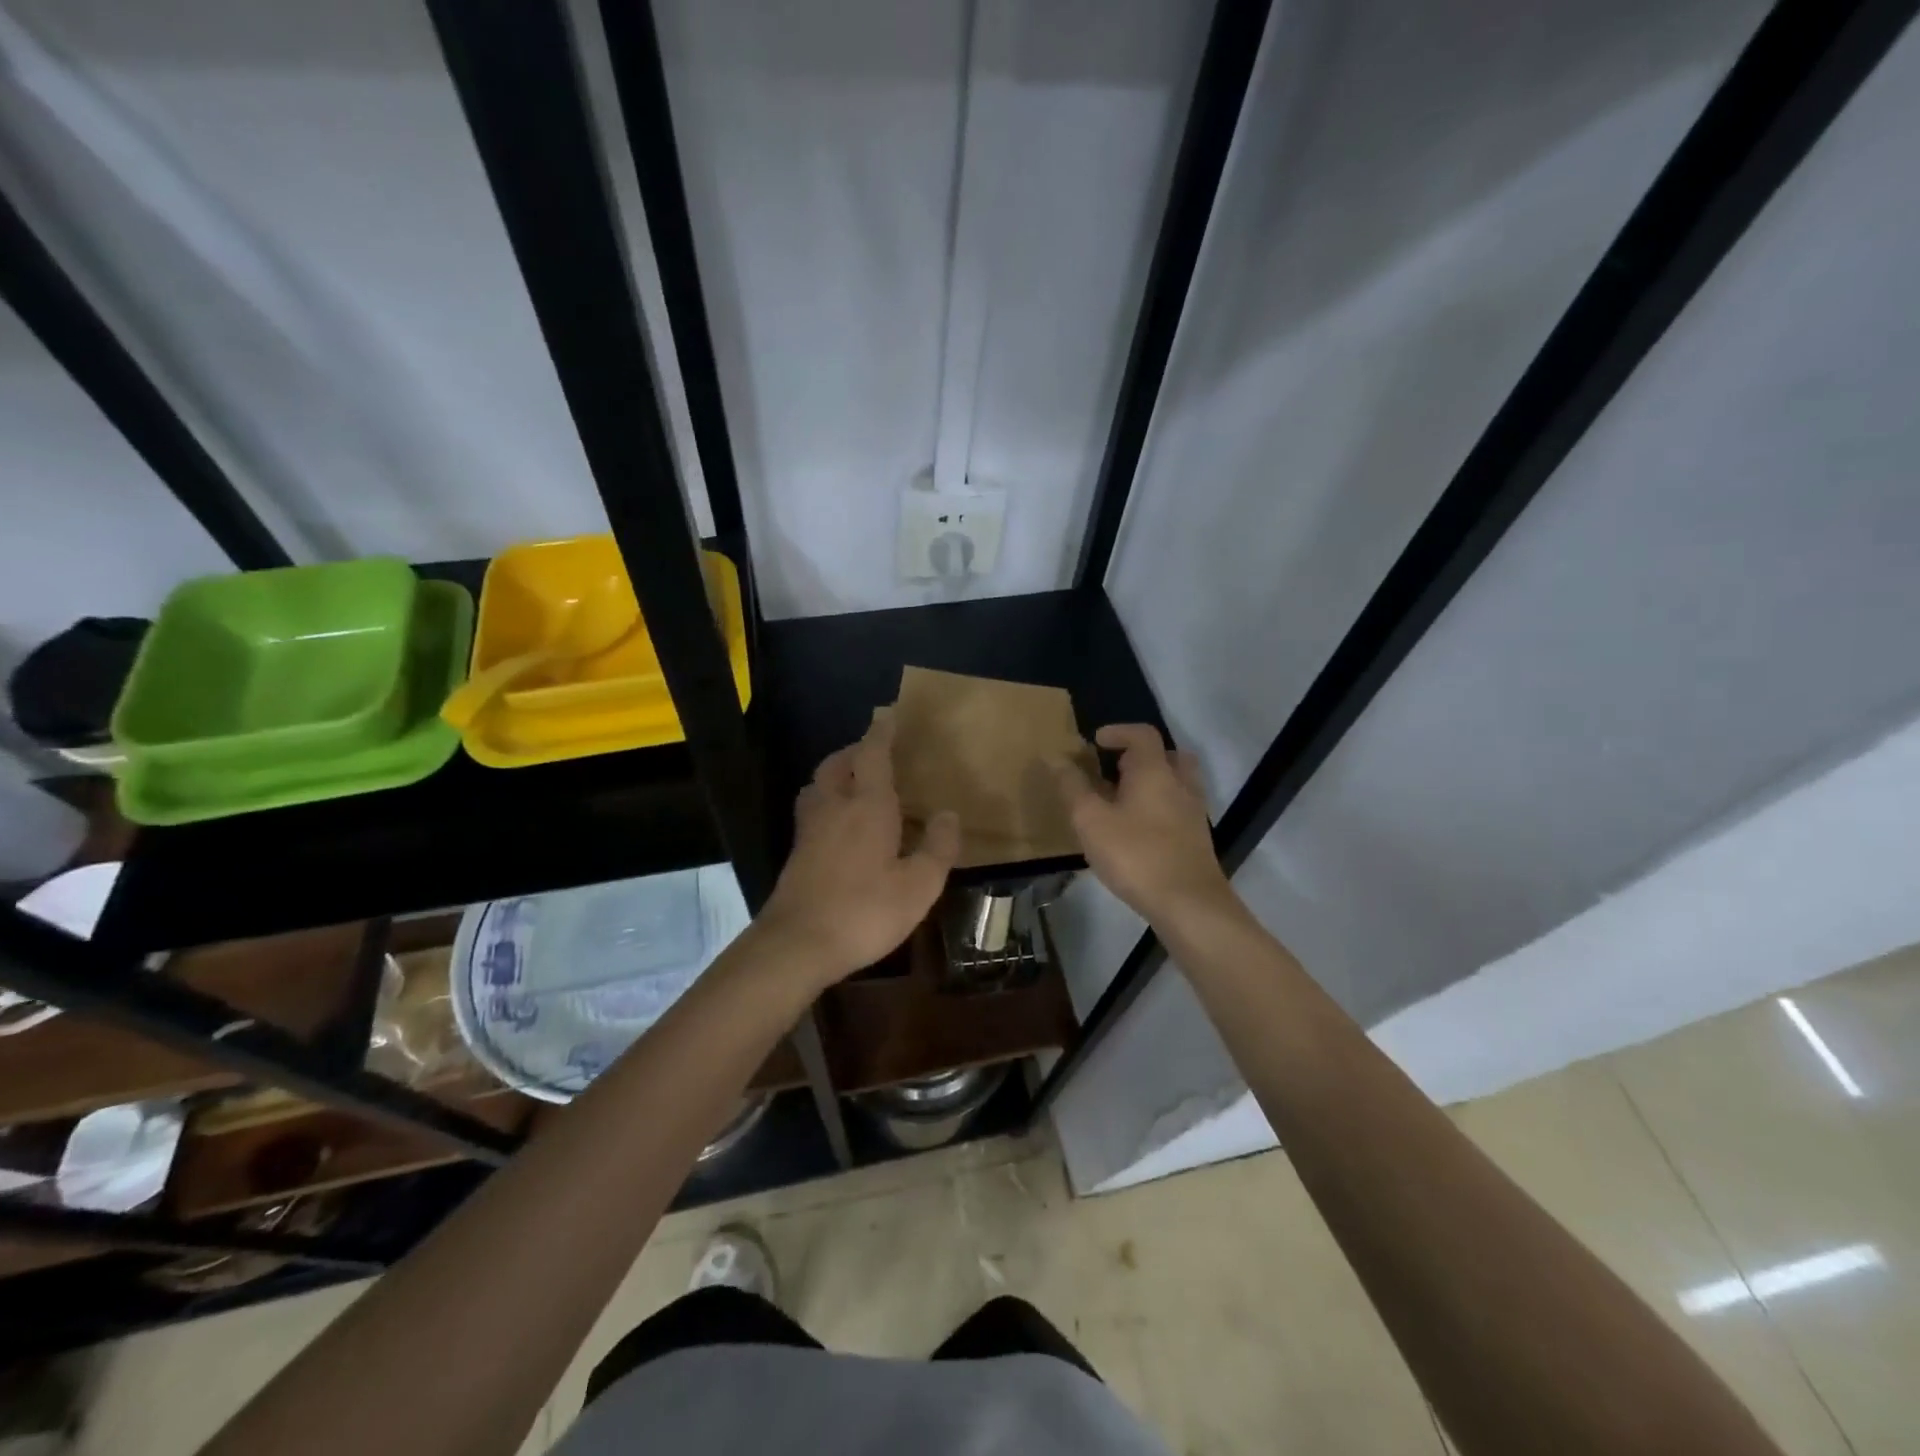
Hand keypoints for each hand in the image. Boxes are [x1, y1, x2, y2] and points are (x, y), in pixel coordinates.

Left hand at [757, 709, 959, 984]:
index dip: (882, 732)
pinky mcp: (797, 852)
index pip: (873, 754)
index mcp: (867, 806)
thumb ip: (937, 848)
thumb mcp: (919, 886)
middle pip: (838, 764)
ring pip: (818, 785)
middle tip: (875, 752)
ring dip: (836, 773)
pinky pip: (812, 810)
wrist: (797, 944)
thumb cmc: (865, 911)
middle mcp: (834, 807)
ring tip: (855, 783)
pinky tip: (839, 824)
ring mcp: (810, 829)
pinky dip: (826, 801)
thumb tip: (949, 814)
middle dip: (855, 751)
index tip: (889, 715)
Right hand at [1053, 724, 1234, 925]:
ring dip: (1151, 782)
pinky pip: (1178, 807)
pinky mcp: (1197, 838)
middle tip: (1114, 769)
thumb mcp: (1091, 820)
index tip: (1096, 741)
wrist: (1189, 903)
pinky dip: (1159, 806)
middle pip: (1166, 755)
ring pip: (1175, 782)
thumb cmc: (1136, 855)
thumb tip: (1055, 758)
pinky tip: (1139, 829)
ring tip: (1123, 800)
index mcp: (1155, 771)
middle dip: (1139, 756)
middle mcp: (1180, 783)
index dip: (1118, 731)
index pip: (1142, 734)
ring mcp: (1193, 811)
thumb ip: (1072, 787)